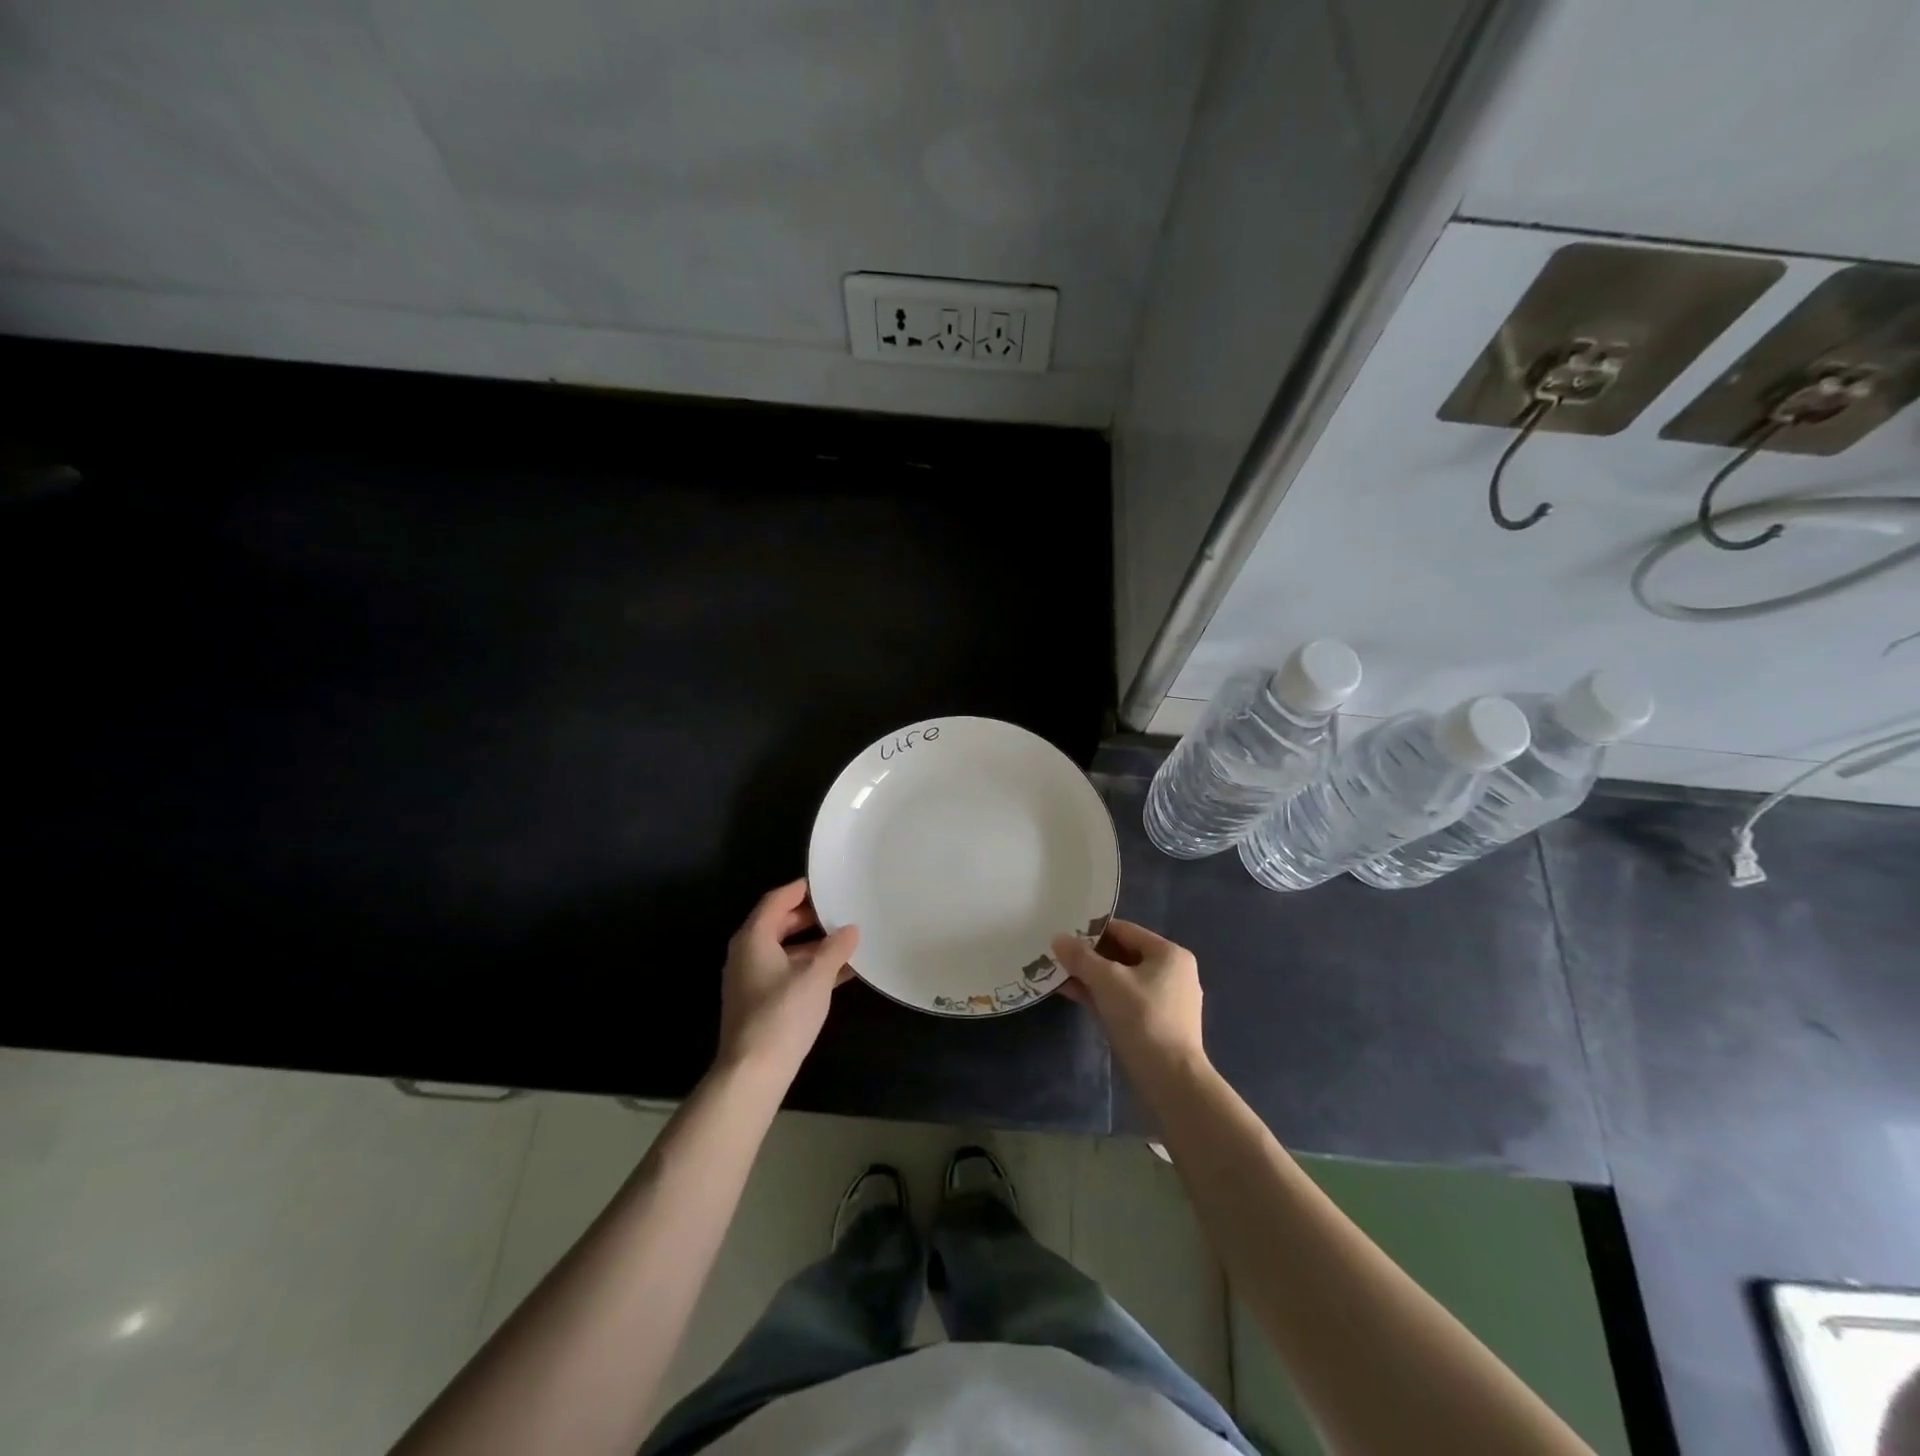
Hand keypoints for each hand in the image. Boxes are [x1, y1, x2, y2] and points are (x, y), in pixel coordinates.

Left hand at [716, 880, 859, 1078]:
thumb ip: (835, 948)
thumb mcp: (816, 976)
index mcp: (754, 938)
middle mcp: (747, 953)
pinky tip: (840, 973)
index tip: (826, 883)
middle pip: (779, 924)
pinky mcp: (759, 1002)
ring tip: (847, 940)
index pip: (777, 900)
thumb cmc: (783, 1014)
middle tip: (841, 909)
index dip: (800, 890)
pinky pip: (786, 972)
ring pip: (785, 950)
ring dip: (814, 945)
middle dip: (810, 918)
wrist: (753, 1072)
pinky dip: (809, 968)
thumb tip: (850, 929)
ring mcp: (751, 979)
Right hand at [1051, 919, 1207, 1078]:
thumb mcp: (1107, 982)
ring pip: (1122, 980)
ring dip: (1092, 978)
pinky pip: (1125, 1000)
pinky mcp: (1157, 1025)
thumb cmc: (1143, 1019)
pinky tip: (1075, 996)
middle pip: (1123, 955)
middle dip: (1089, 957)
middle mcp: (1172, 972)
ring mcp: (1166, 1001)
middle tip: (1057, 957)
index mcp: (1169, 954)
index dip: (1092, 931)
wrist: (1171, 1081)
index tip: (1063, 936)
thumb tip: (1058, 938)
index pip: (1124, 930)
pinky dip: (1102, 996)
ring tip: (1059, 976)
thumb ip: (1081, 957)